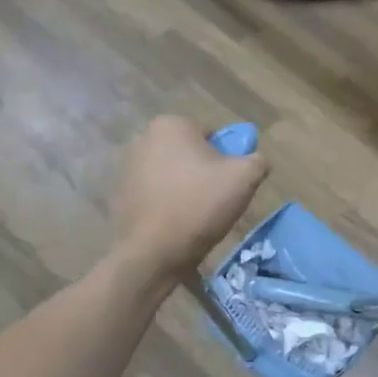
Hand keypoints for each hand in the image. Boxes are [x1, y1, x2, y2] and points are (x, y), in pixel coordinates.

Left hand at [114, 117, 268, 276]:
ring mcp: (126, 166)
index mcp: (171, 124)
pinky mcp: (120, 193)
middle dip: (204, 170)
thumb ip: (257, 160)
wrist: (153, 252)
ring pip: (171, 172)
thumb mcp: (245, 179)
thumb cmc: (200, 205)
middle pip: (189, 152)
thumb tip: (256, 160)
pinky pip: (155, 191)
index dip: (227, 158)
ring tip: (197, 214)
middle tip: (217, 198)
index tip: (230, 182)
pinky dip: (167, 201)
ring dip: (185, 186)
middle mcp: (143, 137)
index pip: (212, 134)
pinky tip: (176, 222)